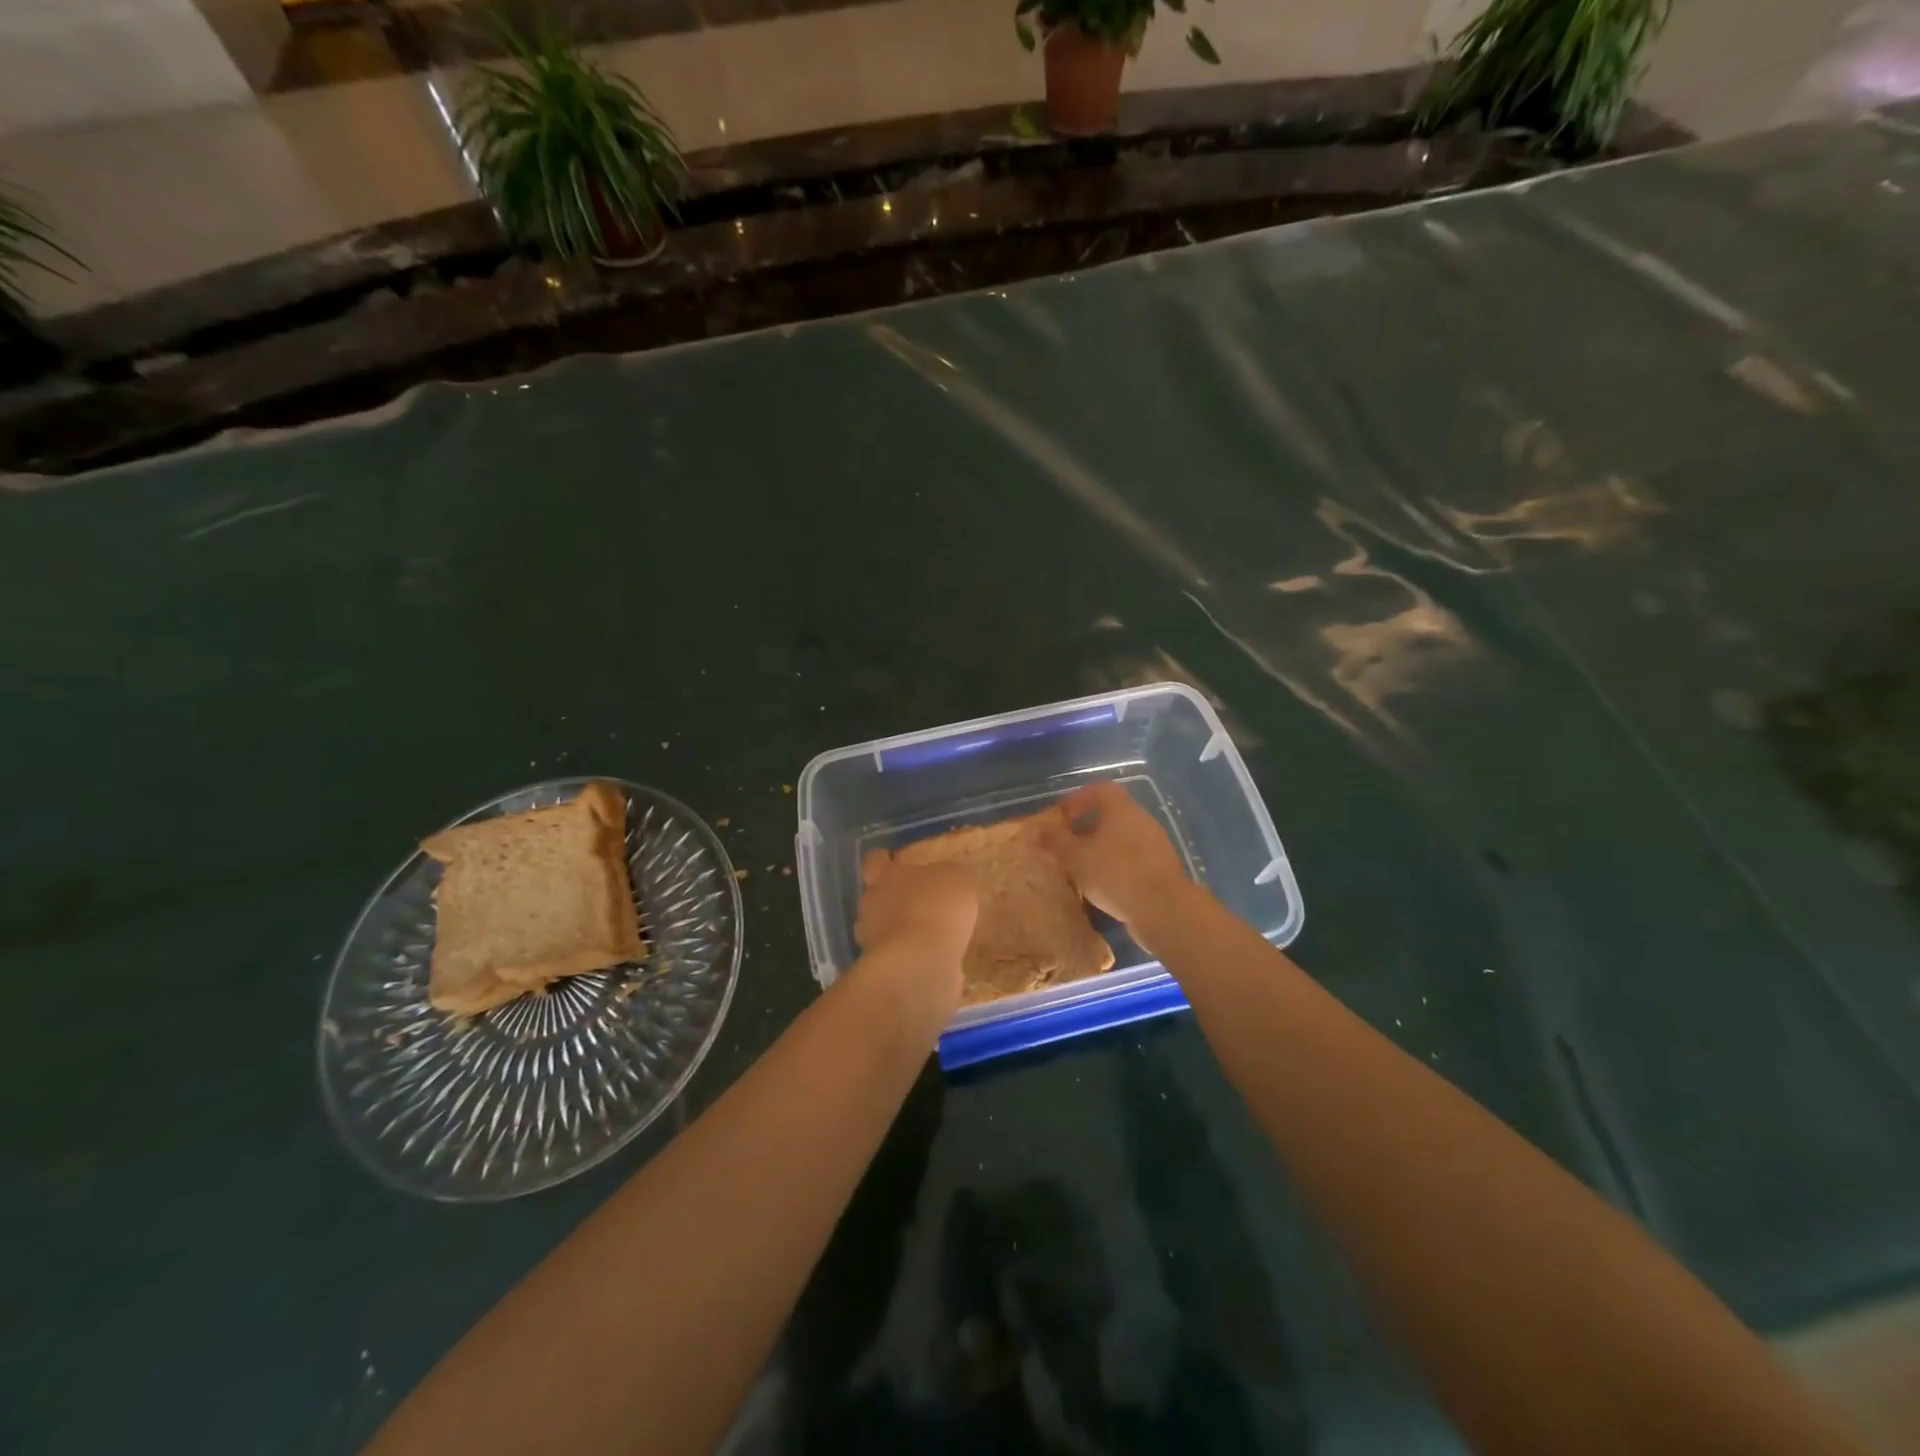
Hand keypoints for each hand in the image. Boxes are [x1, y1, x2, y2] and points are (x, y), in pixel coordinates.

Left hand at [853, 850, 978, 1013]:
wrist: (921, 963)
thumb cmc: (936, 907)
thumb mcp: (957, 879)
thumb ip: (949, 876)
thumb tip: (947, 880)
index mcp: (885, 876)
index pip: (875, 862)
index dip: (884, 860)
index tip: (893, 860)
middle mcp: (872, 905)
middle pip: (876, 896)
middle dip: (892, 898)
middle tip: (917, 900)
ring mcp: (872, 940)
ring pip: (883, 928)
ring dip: (900, 929)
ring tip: (926, 933)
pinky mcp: (884, 969)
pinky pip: (897, 956)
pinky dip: (910, 956)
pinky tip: (932, 958)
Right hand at [1037, 781, 1189, 931]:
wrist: (1164, 909)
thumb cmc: (1115, 873)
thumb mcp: (1076, 857)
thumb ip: (1054, 842)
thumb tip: (1032, 830)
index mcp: (1122, 809)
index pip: (1100, 789)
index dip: (1078, 799)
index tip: (1062, 817)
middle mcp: (1142, 820)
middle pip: (1112, 814)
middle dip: (1087, 827)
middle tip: (1067, 845)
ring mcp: (1155, 845)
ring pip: (1123, 838)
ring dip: (1102, 849)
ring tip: (1082, 869)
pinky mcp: (1161, 869)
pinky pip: (1133, 859)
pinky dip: (1116, 866)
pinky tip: (1103, 887)